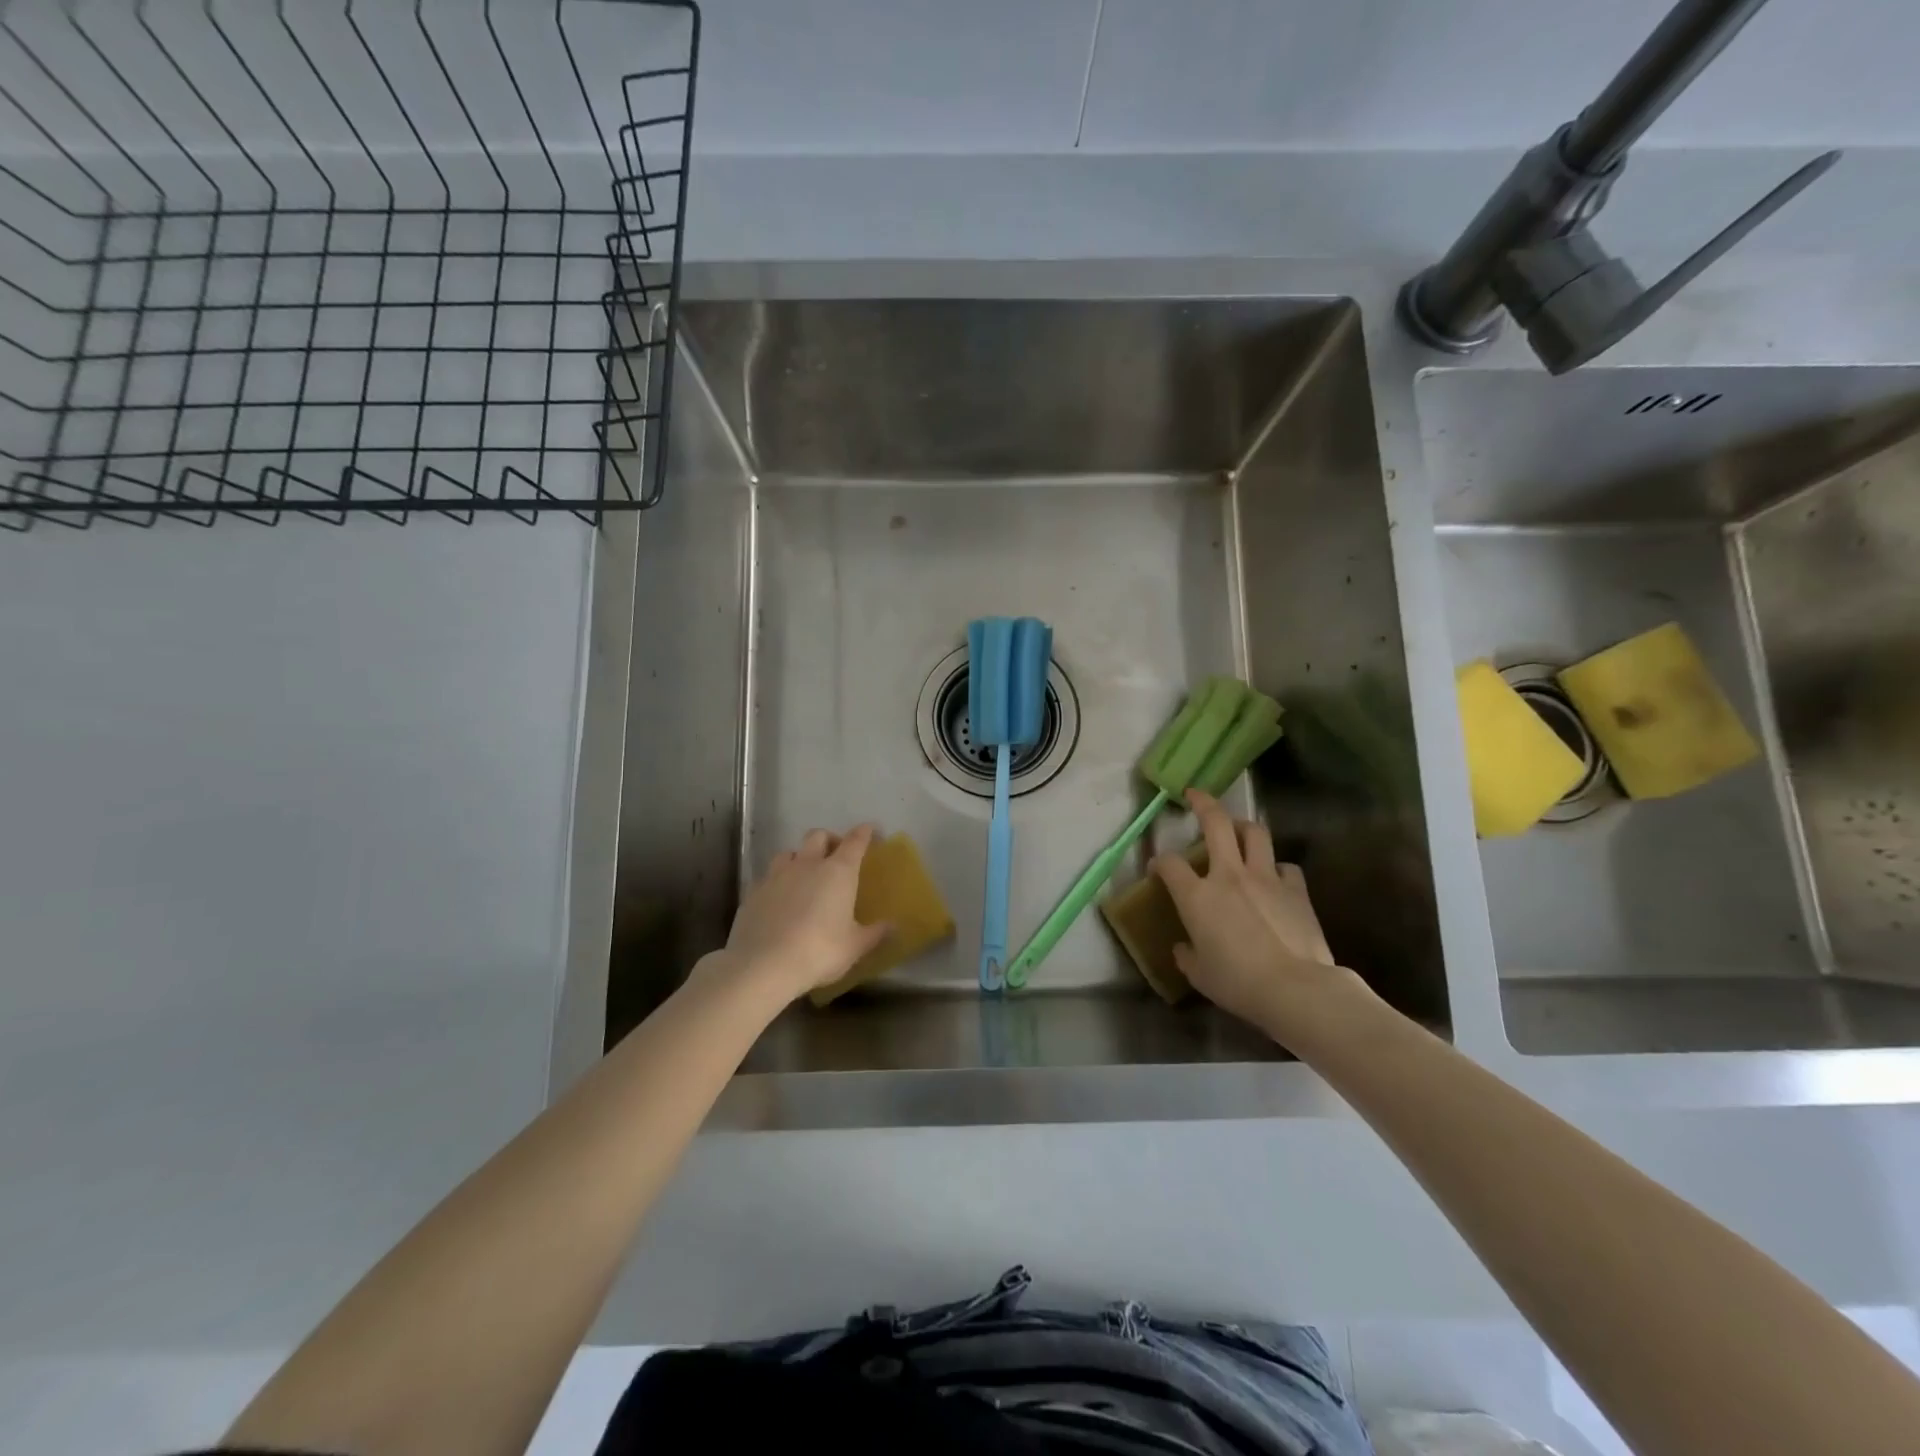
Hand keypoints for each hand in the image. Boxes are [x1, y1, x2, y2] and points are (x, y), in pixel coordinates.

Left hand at [700, 824, 890, 1006]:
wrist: (763, 965)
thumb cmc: (819, 951)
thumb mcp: (855, 946)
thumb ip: (875, 933)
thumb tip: (894, 926)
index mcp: (838, 871)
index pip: (855, 841)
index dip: (864, 833)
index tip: (869, 830)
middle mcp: (807, 864)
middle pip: (818, 836)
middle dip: (829, 840)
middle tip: (836, 856)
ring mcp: (777, 875)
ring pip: (789, 852)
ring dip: (800, 858)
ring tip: (804, 875)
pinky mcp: (753, 891)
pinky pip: (768, 877)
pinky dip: (778, 882)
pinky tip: (779, 899)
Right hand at [1151, 790, 1375, 1041]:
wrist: (1295, 988)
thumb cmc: (1238, 983)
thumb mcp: (1200, 975)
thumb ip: (1187, 955)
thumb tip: (1183, 948)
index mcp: (1197, 896)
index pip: (1170, 864)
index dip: (1159, 862)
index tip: (1157, 869)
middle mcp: (1229, 876)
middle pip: (1215, 823)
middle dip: (1203, 804)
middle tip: (1195, 796)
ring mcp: (1265, 878)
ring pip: (1254, 833)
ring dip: (1243, 826)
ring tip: (1237, 830)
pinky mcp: (1296, 889)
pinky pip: (1285, 866)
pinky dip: (1276, 867)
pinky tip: (1274, 878)